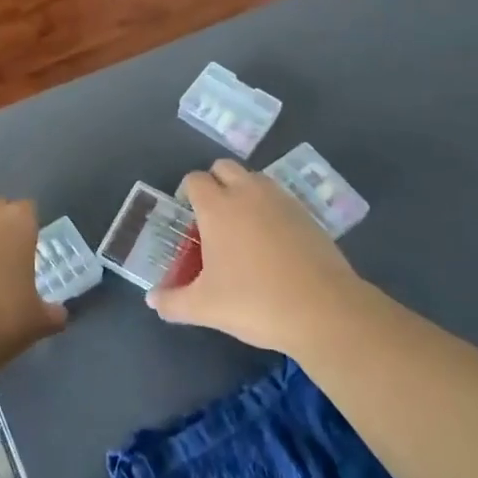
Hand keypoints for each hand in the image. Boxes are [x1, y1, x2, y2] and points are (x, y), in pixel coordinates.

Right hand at [148, 159, 363, 352]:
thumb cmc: (255, 302)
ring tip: (243, 228)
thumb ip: (173, 302)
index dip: (188, 193)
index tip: (189, 218)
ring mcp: (281, 200)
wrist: (324, 311)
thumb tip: (152, 300)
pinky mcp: (307, 214)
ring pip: (254, 178)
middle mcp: (247, 193)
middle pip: (224, 167)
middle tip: (213, 218)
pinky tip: (273, 242)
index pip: (195, 179)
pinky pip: (279, 198)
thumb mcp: (206, 307)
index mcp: (217, 207)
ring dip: (244, 191)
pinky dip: (270, 208)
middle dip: (215, 183)